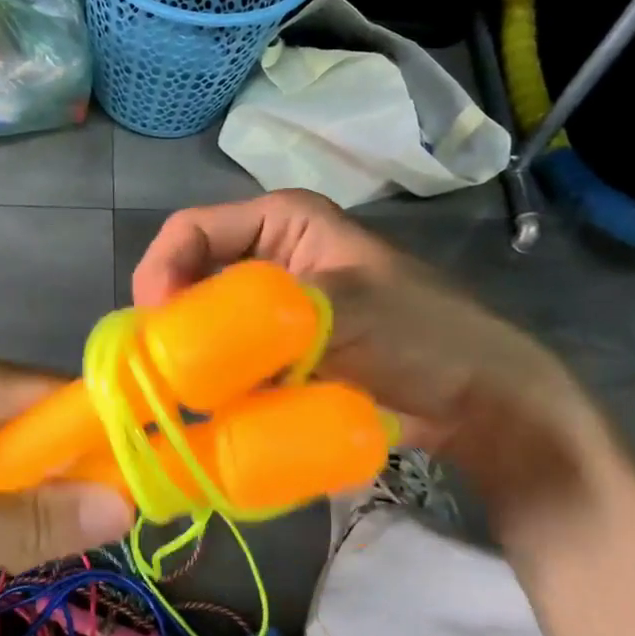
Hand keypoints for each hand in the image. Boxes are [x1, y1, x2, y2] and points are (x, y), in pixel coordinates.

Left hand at [0, 351, 134, 635]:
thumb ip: (33, 520)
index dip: (110, 441)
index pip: (69, 396)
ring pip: (15, 445)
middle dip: (67, 477)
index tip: (139, 497)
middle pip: (45, 419)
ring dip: (30, 494)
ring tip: (22, 546)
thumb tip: (127, 504)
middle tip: (72, 539)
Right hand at [132, 190, 623, 545]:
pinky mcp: (276, 355)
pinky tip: (211, 412)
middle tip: (162, 372)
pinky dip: (216, 385)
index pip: (192, 229)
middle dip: (172, 323)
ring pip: (205, 327)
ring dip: (191, 359)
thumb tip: (184, 339)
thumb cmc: (422, 334)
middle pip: (190, 279)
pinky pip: (227, 363)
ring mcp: (270, 312)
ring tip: (183, 398)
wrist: (479, 401)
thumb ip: (265, 314)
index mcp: (280, 223)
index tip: (156, 325)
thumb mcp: (345, 308)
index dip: (162, 269)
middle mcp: (267, 260)